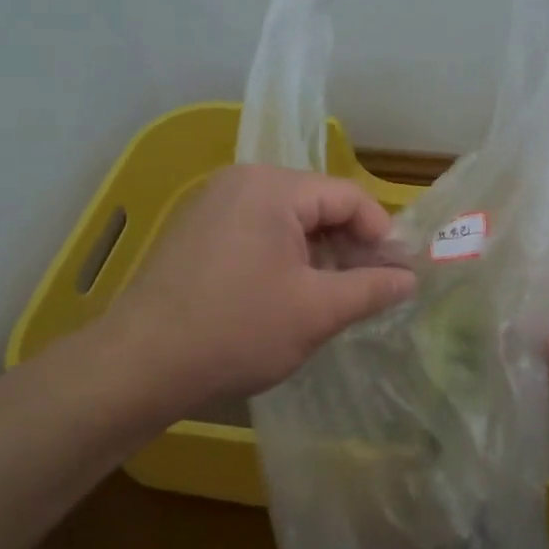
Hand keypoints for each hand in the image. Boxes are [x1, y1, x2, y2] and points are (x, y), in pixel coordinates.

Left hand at [93, 165, 415, 417]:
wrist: (138, 367)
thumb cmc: (236, 331)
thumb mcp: (317, 311)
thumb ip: (371, 288)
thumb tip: (410, 278)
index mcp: (271, 187)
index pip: (347, 197)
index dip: (381, 234)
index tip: (398, 274)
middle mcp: (240, 182)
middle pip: (317, 205)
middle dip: (349, 246)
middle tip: (370, 289)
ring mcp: (213, 206)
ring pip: (288, 222)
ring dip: (319, 255)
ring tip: (333, 298)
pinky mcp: (197, 234)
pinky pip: (258, 234)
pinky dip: (285, 259)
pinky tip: (289, 297)